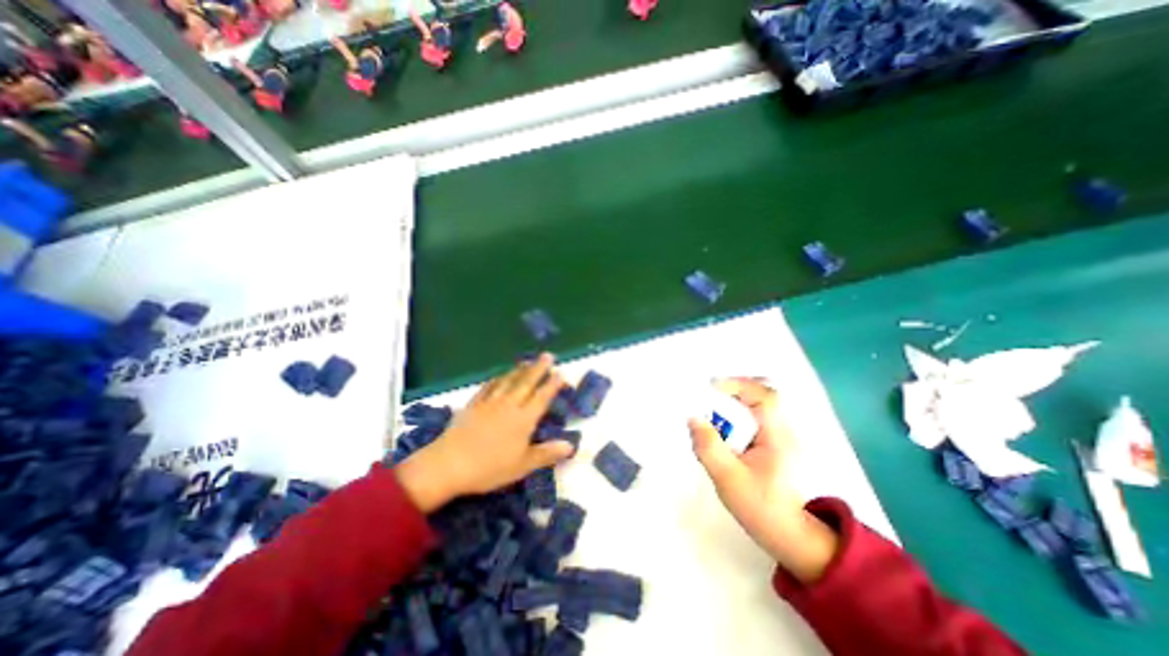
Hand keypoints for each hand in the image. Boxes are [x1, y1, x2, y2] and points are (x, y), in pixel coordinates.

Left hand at [394, 352, 572, 512]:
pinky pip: (488, 386)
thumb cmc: (489, 468)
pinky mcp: (473, 404)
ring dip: (520, 369)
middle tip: (548, 355)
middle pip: (527, 382)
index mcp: (523, 419)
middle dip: (539, 368)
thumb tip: (571, 445)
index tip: (561, 372)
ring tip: (528, 361)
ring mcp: (490, 402)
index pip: (542, 397)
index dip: (553, 384)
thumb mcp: (523, 466)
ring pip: (508, 380)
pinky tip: (498, 376)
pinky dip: (496, 379)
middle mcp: (509, 405)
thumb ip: (547, 453)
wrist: (449, 465)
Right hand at [687, 380, 841, 582]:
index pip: (765, 396)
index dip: (738, 384)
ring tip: (711, 410)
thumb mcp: (728, 478)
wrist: (790, 536)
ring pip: (759, 404)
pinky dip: (737, 413)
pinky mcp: (774, 443)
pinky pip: (755, 416)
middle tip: (708, 395)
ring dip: (734, 401)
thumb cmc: (761, 507)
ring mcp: (781, 435)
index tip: (710, 388)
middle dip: (733, 389)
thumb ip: (709, 447)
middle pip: (762, 393)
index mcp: (778, 436)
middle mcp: (783, 429)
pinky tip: (723, 427)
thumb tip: (693, 417)